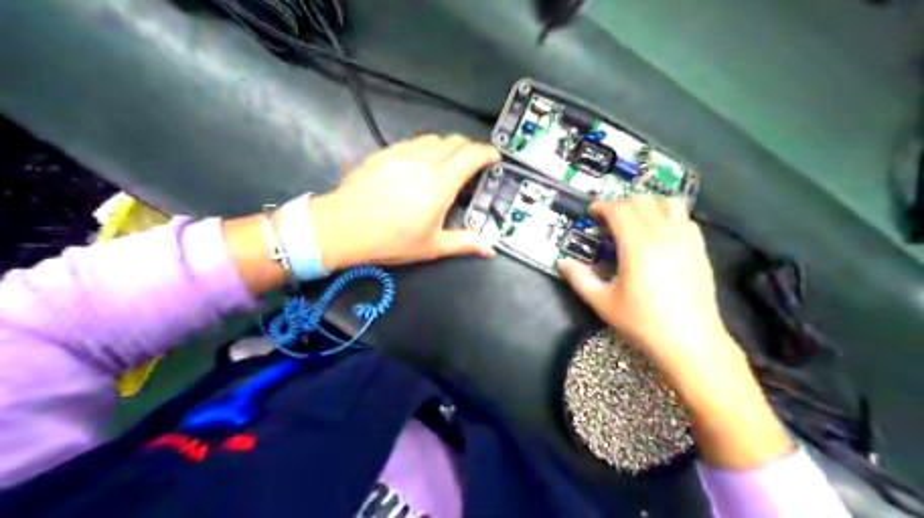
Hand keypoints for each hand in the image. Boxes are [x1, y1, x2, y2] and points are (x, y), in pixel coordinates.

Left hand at [311, 133, 497, 270]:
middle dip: (470, 148)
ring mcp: (403, 154)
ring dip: (448, 146)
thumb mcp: (431, 246)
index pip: (471, 156)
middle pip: (455, 142)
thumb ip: (464, 243)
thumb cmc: (391, 240)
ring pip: (433, 139)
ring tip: (447, 161)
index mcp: (441, 183)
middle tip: (473, 163)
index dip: (487, 153)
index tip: (494, 158)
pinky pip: (412, 142)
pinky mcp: (385, 153)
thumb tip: (490, 250)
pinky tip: (419, 162)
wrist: (344, 227)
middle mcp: (425, 162)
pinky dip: (425, 147)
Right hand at [556, 197, 793, 468]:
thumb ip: (580, 279)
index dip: (602, 206)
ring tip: (637, 222)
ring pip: (666, 203)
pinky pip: (685, 218)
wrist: (690, 341)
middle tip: (609, 221)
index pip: (619, 209)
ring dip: (647, 206)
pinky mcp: (699, 248)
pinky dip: (669, 217)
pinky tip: (661, 235)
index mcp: (637, 245)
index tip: (592, 213)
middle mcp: (662, 234)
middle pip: (641, 201)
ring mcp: (685, 239)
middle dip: (621, 205)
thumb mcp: (603, 303)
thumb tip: (562, 263)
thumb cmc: (643, 323)